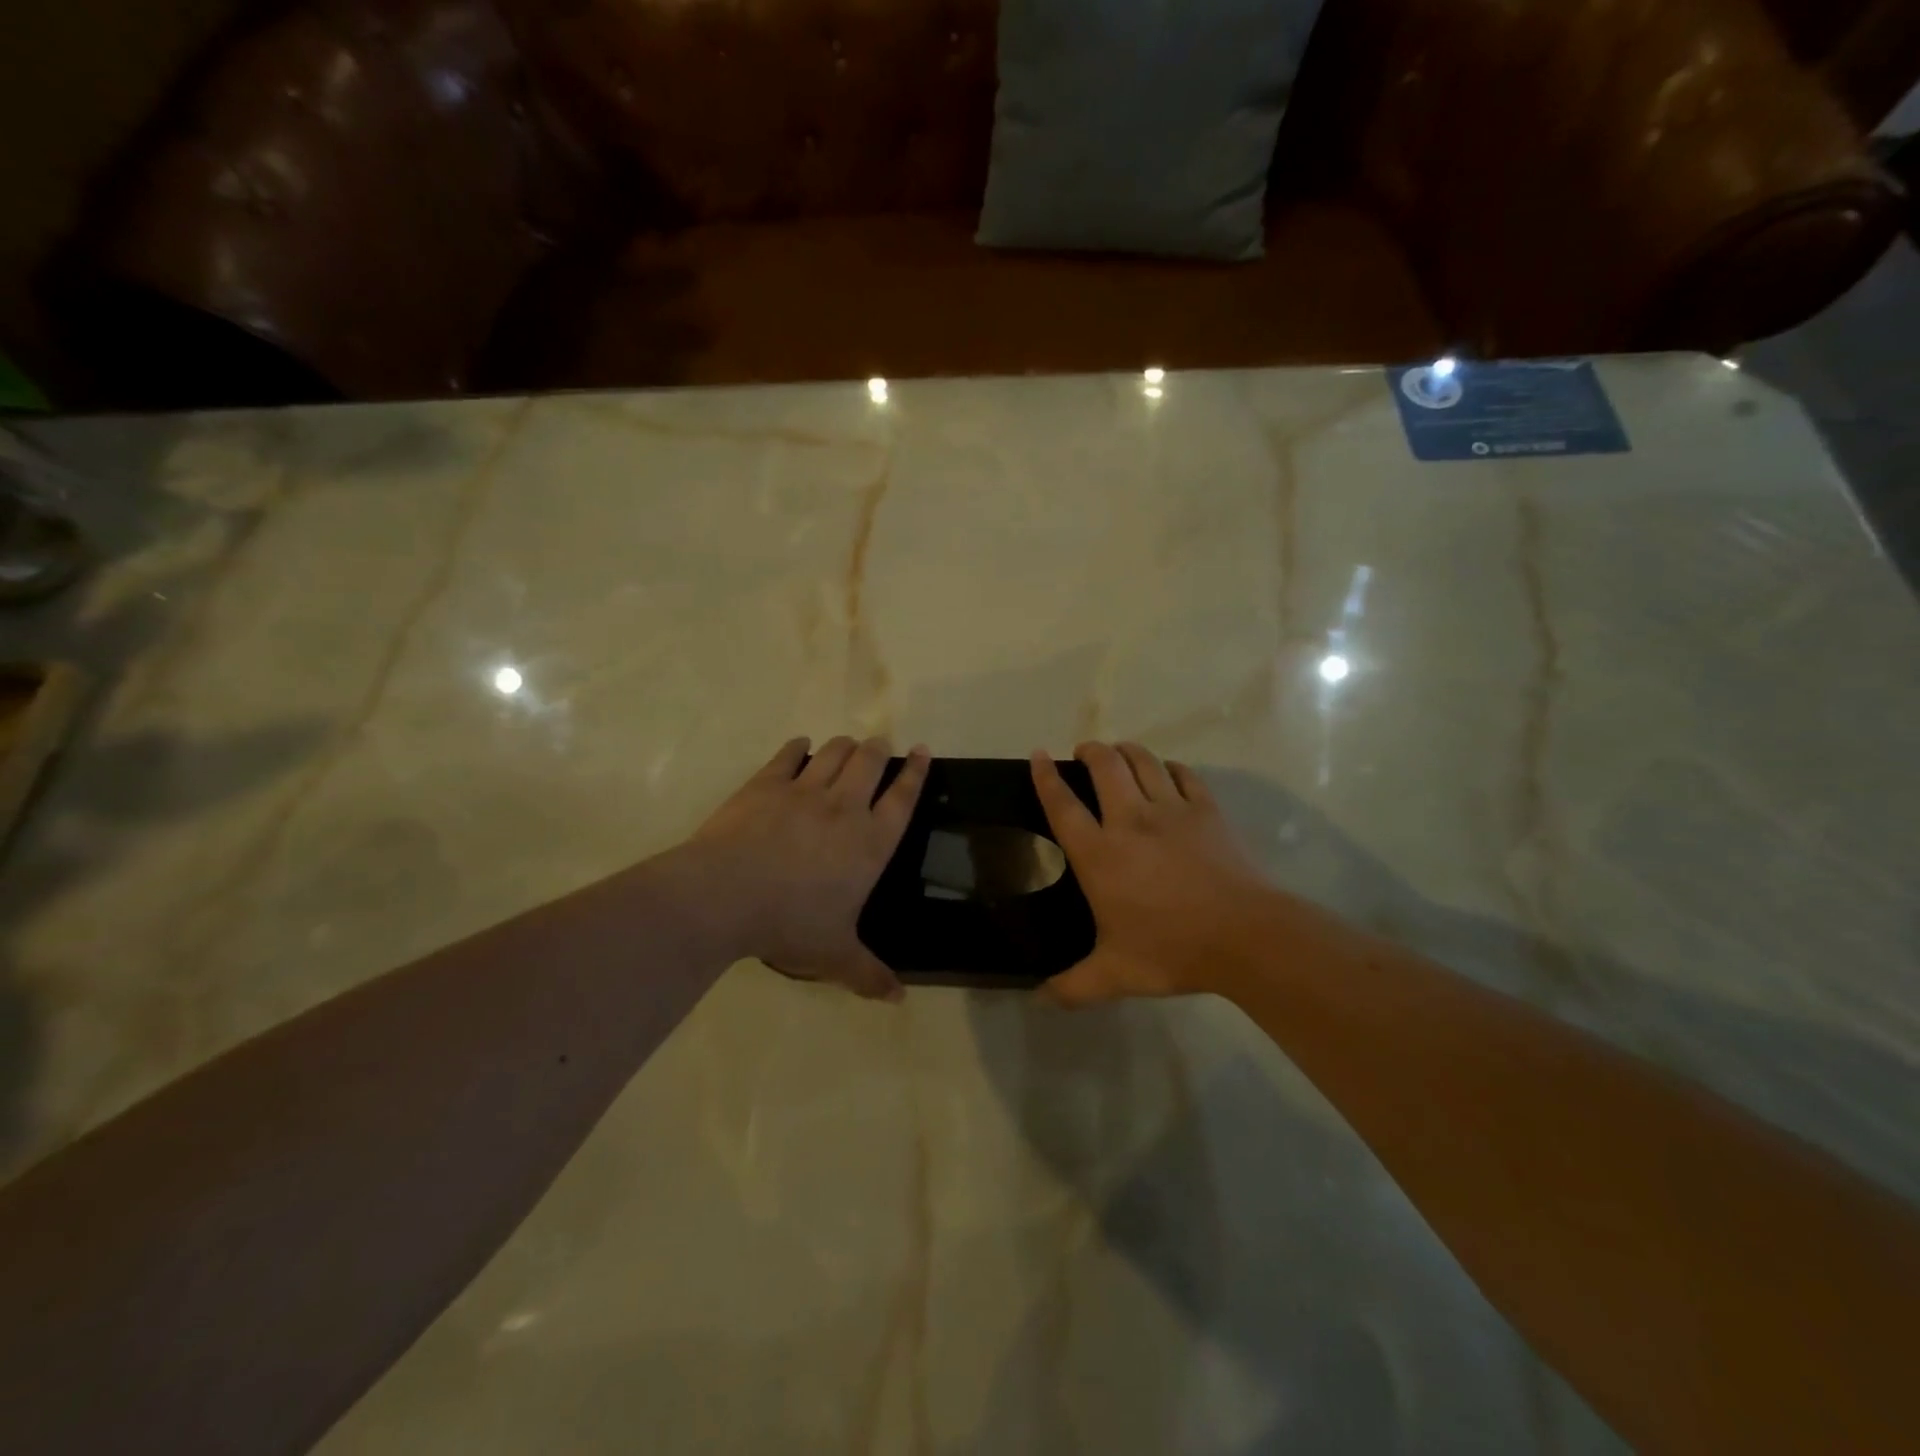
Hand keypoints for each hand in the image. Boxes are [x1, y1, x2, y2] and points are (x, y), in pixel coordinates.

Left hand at [688, 736, 928, 1000]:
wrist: (725, 896)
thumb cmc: (790, 924)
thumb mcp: (834, 955)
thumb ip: (868, 974)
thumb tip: (899, 999)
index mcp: (870, 843)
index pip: (902, 799)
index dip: (917, 773)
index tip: (925, 751)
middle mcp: (844, 807)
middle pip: (870, 763)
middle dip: (880, 750)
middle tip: (883, 745)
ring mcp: (803, 791)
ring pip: (833, 753)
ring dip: (845, 745)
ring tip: (849, 744)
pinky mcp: (765, 785)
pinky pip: (788, 756)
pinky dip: (797, 748)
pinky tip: (800, 745)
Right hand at [1030, 741, 1278, 1005]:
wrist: (1244, 935)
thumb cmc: (1172, 950)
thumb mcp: (1115, 975)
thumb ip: (1073, 986)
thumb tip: (1038, 999)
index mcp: (1099, 854)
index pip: (1062, 804)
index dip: (1045, 777)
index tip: (1037, 755)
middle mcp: (1130, 820)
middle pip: (1104, 766)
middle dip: (1090, 750)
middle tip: (1084, 752)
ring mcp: (1172, 810)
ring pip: (1144, 761)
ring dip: (1127, 751)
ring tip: (1119, 754)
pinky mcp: (1206, 810)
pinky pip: (1184, 775)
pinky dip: (1170, 768)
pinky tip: (1168, 773)